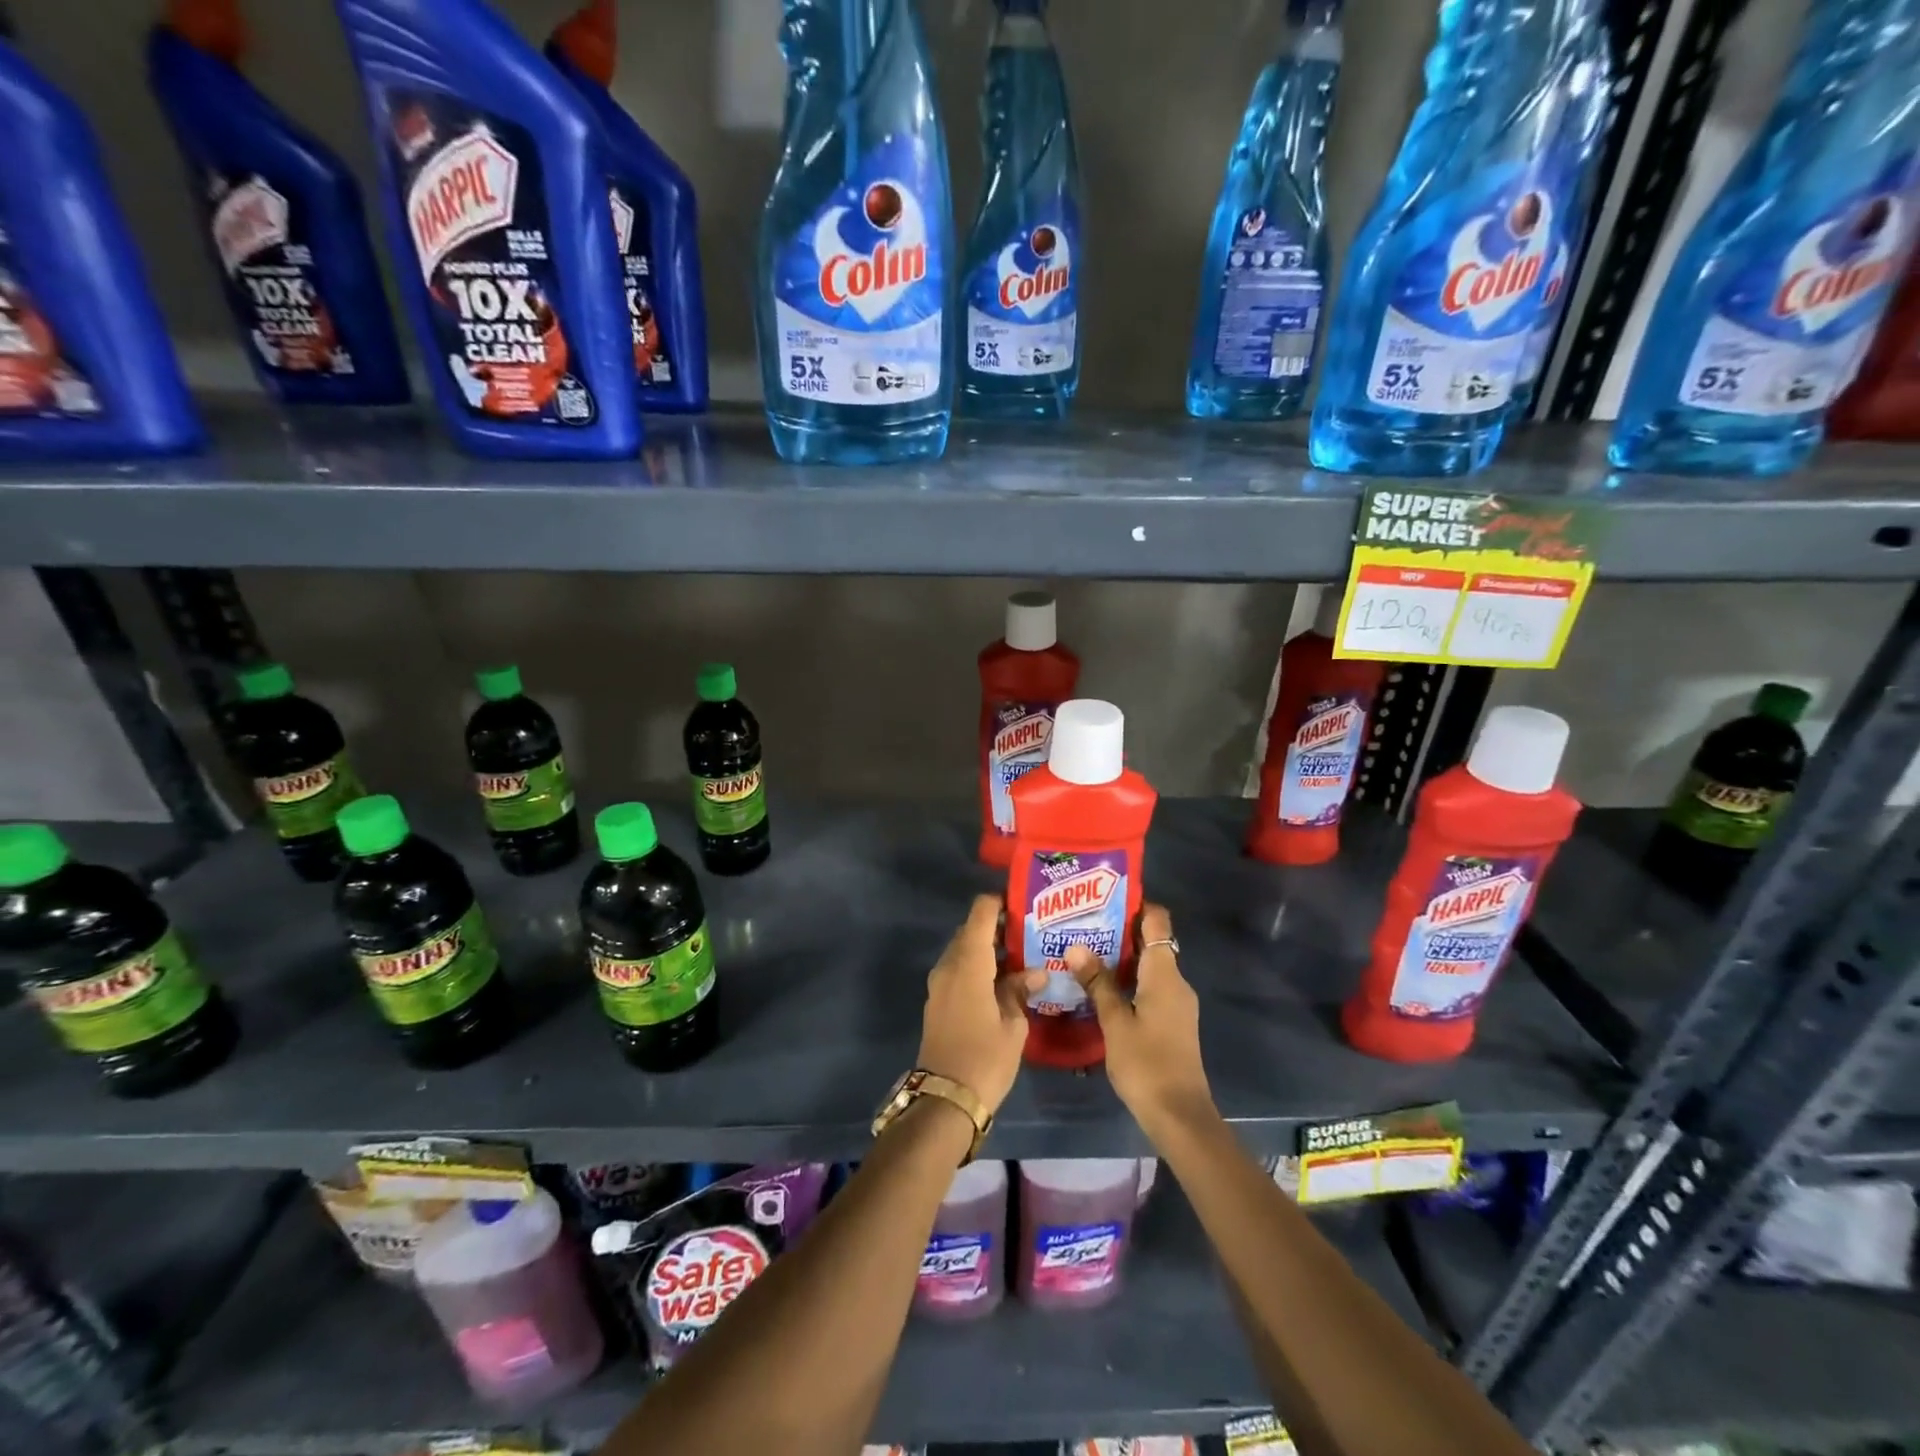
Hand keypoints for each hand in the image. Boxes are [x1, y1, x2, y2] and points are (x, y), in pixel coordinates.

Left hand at [917, 895, 1045, 1116]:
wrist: (944, 1099)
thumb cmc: (985, 1059)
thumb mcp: (1013, 1025)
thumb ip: (1020, 991)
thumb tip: (1035, 973)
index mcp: (968, 964)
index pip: (980, 914)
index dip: (999, 903)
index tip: (1022, 906)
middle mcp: (949, 966)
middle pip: (971, 931)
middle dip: (997, 928)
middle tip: (1029, 934)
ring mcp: (939, 984)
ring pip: (964, 952)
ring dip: (987, 950)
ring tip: (1020, 958)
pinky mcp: (937, 1001)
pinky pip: (958, 971)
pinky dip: (977, 967)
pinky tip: (1002, 982)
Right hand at [1065, 904, 1214, 1135]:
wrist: (1180, 1116)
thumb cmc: (1146, 1064)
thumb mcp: (1115, 1022)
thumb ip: (1097, 983)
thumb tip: (1075, 946)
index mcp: (1164, 974)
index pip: (1157, 921)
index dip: (1135, 905)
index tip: (1104, 897)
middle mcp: (1175, 981)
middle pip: (1150, 942)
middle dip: (1119, 930)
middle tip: (1081, 923)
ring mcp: (1176, 1003)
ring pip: (1148, 966)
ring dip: (1120, 957)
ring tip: (1083, 950)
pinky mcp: (1172, 1021)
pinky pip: (1149, 986)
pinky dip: (1128, 980)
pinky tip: (1100, 987)